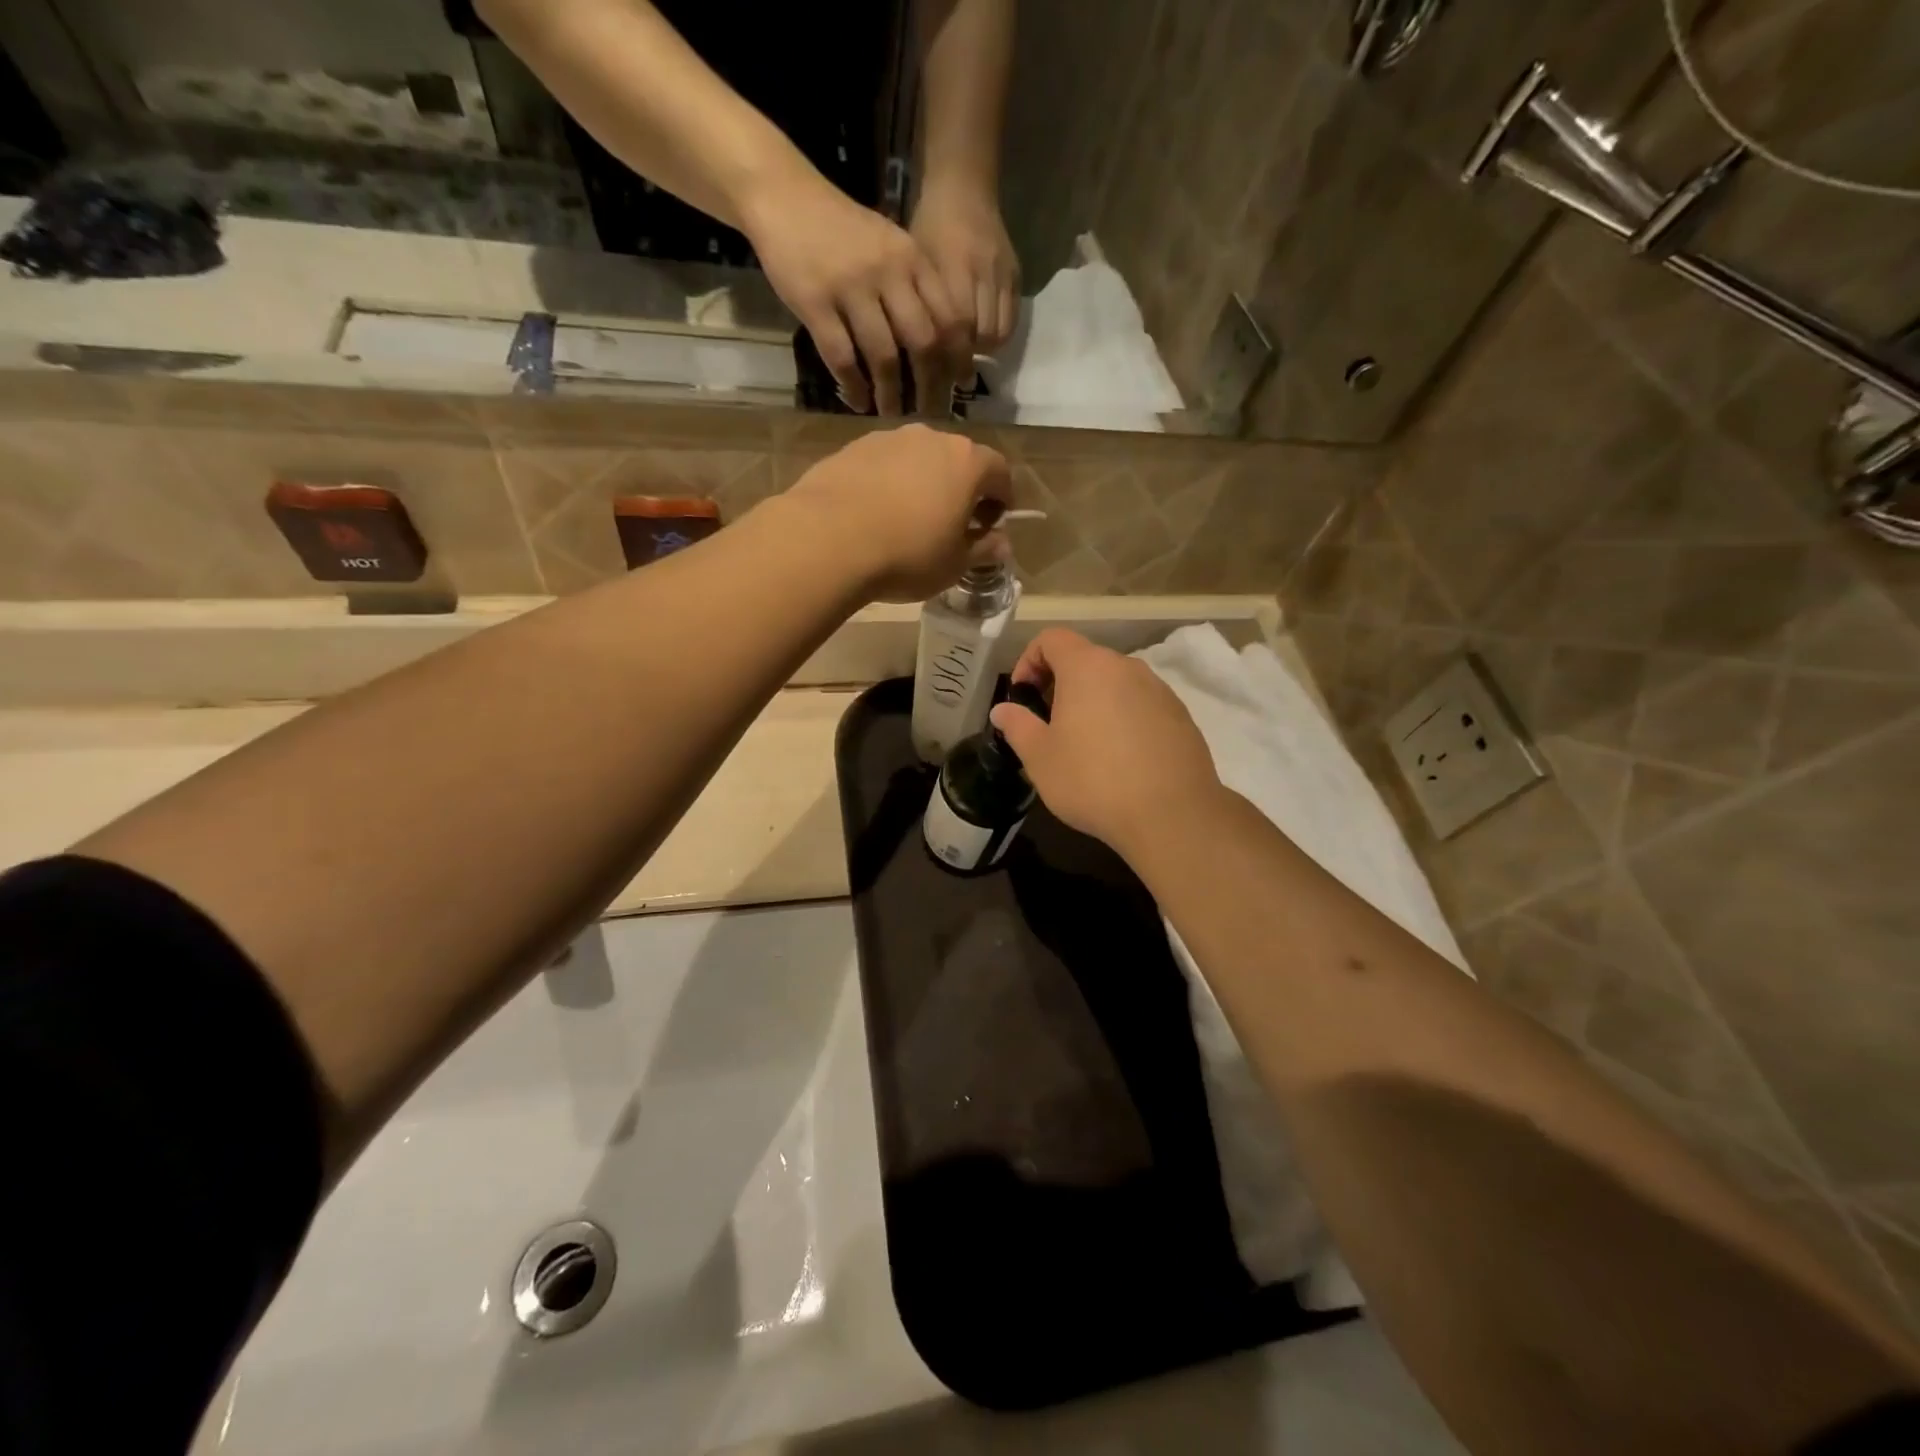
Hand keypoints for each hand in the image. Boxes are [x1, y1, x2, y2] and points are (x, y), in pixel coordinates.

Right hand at [743, 167, 969, 416]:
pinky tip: (859, 402)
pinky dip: (854, 387)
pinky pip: (842, 358)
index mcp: (911, 259)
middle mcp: (887, 273)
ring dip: (891, 394)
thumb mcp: (889, 246)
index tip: (960, 386)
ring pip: (883, 356)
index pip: (949, 317)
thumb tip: (943, 345)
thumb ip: (916, 287)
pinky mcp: (814, 303)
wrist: (783, 195)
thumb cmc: (841, 229)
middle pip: (923, 342)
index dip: (958, 358)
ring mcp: (850, 288)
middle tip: (929, 412)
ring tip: (891, 412)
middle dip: (930, 385)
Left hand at [784, 424, 1011, 601]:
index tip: (993, 524)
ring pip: (918, 459)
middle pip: (958, 459)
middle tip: (953, 523)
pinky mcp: (851, 448)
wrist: (827, 540)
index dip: (1002, 499)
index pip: (1000, 472)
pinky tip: (875, 515)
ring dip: (923, 483)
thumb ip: (983, 550)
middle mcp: (930, 438)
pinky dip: (888, 483)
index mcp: (967, 462)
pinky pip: (883, 465)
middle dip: (962, 488)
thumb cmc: (907, 555)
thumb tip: (1001, 544)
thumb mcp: (954, 565)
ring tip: (910, 519)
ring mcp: (887, 439)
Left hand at [911, 176, 1019, 356]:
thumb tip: (919, 350)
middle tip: (953, 368)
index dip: (950, 354)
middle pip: (981, 334)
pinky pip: (1012, 319)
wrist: (965, 187)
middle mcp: (983, 272)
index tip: (940, 372)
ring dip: (984, 349)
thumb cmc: (929, 226)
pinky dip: (998, 335)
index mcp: (954, 267)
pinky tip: (984, 337)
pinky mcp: (1017, 276)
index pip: (957, 326)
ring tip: (969, 353)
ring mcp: (1003, 275)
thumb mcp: (917, 261)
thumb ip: (922, 303)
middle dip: (967, 357)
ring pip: (999, 331)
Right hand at [990, 630, 1223, 858]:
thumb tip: (1003, 710)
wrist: (1171, 815)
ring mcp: (1159, 690)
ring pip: (1115, 683)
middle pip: (1085, 659)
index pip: (1051, 639)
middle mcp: (1126, 667)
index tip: (1023, 697)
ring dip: (1093, 702)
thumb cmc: (1093, 780)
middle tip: (1048, 724)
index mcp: (1088, 667)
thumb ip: (1017, 726)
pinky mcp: (1180, 716)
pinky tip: (1120, 760)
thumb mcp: (1040, 757)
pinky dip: (1122, 719)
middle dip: (1060, 684)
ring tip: (1085, 745)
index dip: (1029, 660)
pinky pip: (1141, 705)